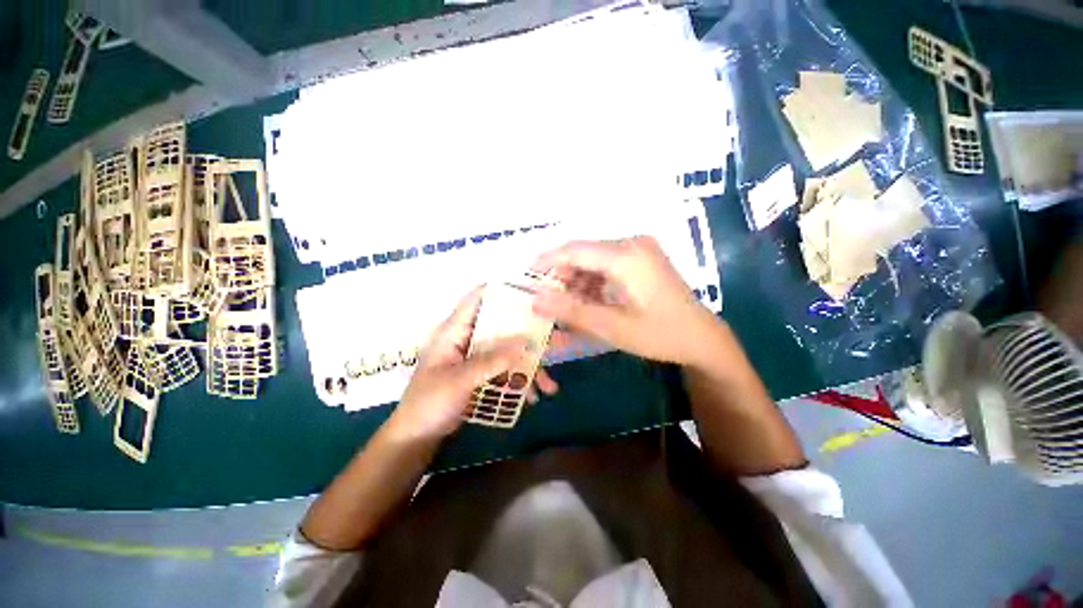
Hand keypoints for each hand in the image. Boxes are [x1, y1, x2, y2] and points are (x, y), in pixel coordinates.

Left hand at [390, 288, 559, 439]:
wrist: (417, 437)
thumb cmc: (429, 403)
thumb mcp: (460, 381)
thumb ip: (491, 361)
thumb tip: (524, 341)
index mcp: (455, 330)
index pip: (478, 299)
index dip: (502, 291)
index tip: (532, 293)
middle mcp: (469, 338)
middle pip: (503, 326)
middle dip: (529, 336)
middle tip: (557, 343)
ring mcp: (477, 356)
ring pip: (509, 350)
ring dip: (530, 366)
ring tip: (548, 386)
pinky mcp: (484, 373)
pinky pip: (507, 369)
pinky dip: (521, 381)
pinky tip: (533, 397)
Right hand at [532, 236, 719, 365]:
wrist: (702, 338)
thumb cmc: (660, 335)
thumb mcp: (612, 327)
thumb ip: (571, 311)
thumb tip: (535, 300)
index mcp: (626, 256)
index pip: (574, 250)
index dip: (546, 261)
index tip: (526, 277)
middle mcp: (632, 244)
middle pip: (583, 254)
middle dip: (562, 276)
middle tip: (549, 301)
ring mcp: (639, 249)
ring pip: (593, 260)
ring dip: (577, 282)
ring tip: (569, 308)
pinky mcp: (642, 258)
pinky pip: (607, 266)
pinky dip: (593, 283)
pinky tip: (589, 303)